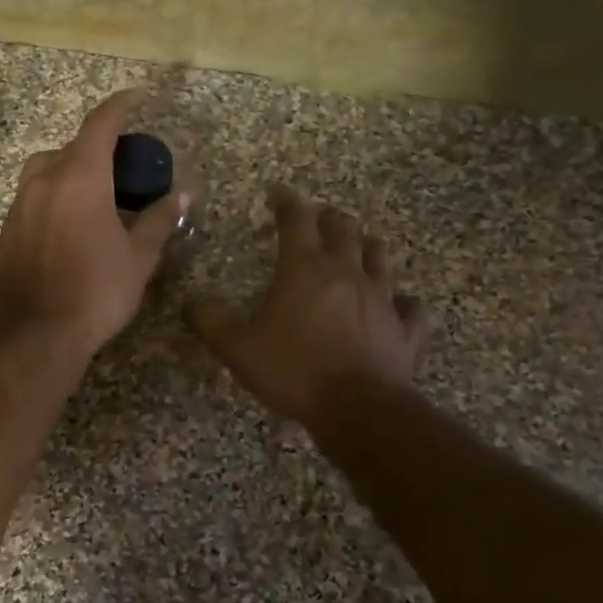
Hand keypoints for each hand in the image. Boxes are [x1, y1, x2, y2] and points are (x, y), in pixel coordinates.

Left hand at [0, 89, 186, 358]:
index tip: (138, 97)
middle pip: (71, 147)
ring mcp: (19, 205)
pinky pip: (31, 198)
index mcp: (80, 177)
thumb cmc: (97, 291)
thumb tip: (181, 195)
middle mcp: (44, 181)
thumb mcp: (139, 257)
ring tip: (92, 194)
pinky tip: (67, 225)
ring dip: (69, 170)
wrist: (39, 333)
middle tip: (122, 166)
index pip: (100, 124)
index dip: (120, 105)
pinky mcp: (6, 230)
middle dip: (97, 148)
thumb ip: (159, 219)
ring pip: (44, 170)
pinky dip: (52, 197)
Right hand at [190, 186, 427, 429]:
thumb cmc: (293, 369)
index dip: (286, 201)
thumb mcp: (236, 347)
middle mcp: (346, 273)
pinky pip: (411, 307)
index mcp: (305, 268)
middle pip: (343, 229)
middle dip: (329, 217)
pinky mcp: (405, 329)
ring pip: (380, 258)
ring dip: (367, 246)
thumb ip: (210, 320)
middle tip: (318, 216)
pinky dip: (404, 301)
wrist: (358, 409)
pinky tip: (400, 304)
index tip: (277, 192)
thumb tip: (191, 299)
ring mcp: (382, 299)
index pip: (296, 219)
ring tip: (358, 246)